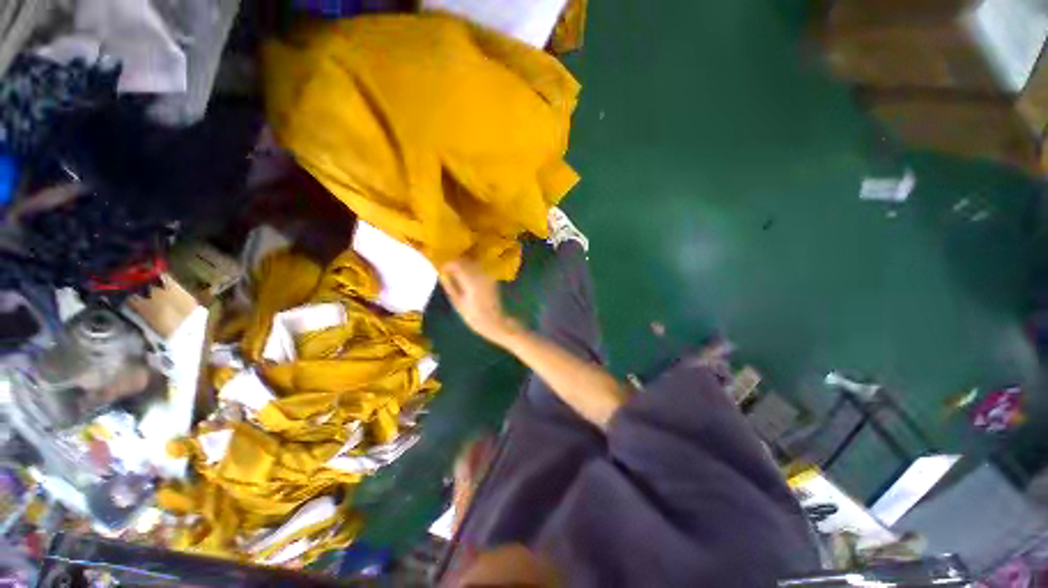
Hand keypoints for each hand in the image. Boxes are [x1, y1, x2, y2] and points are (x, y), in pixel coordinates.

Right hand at [440, 259, 519, 342]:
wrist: (495, 322)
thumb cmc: (474, 316)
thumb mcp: (457, 302)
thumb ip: (449, 285)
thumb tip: (441, 273)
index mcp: (471, 280)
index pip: (457, 263)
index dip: (447, 264)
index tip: (440, 269)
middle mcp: (481, 274)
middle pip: (465, 260)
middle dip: (455, 263)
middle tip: (446, 271)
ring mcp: (487, 275)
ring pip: (472, 263)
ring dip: (463, 265)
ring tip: (454, 275)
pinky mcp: (491, 278)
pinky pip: (478, 268)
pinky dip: (470, 270)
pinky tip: (465, 278)